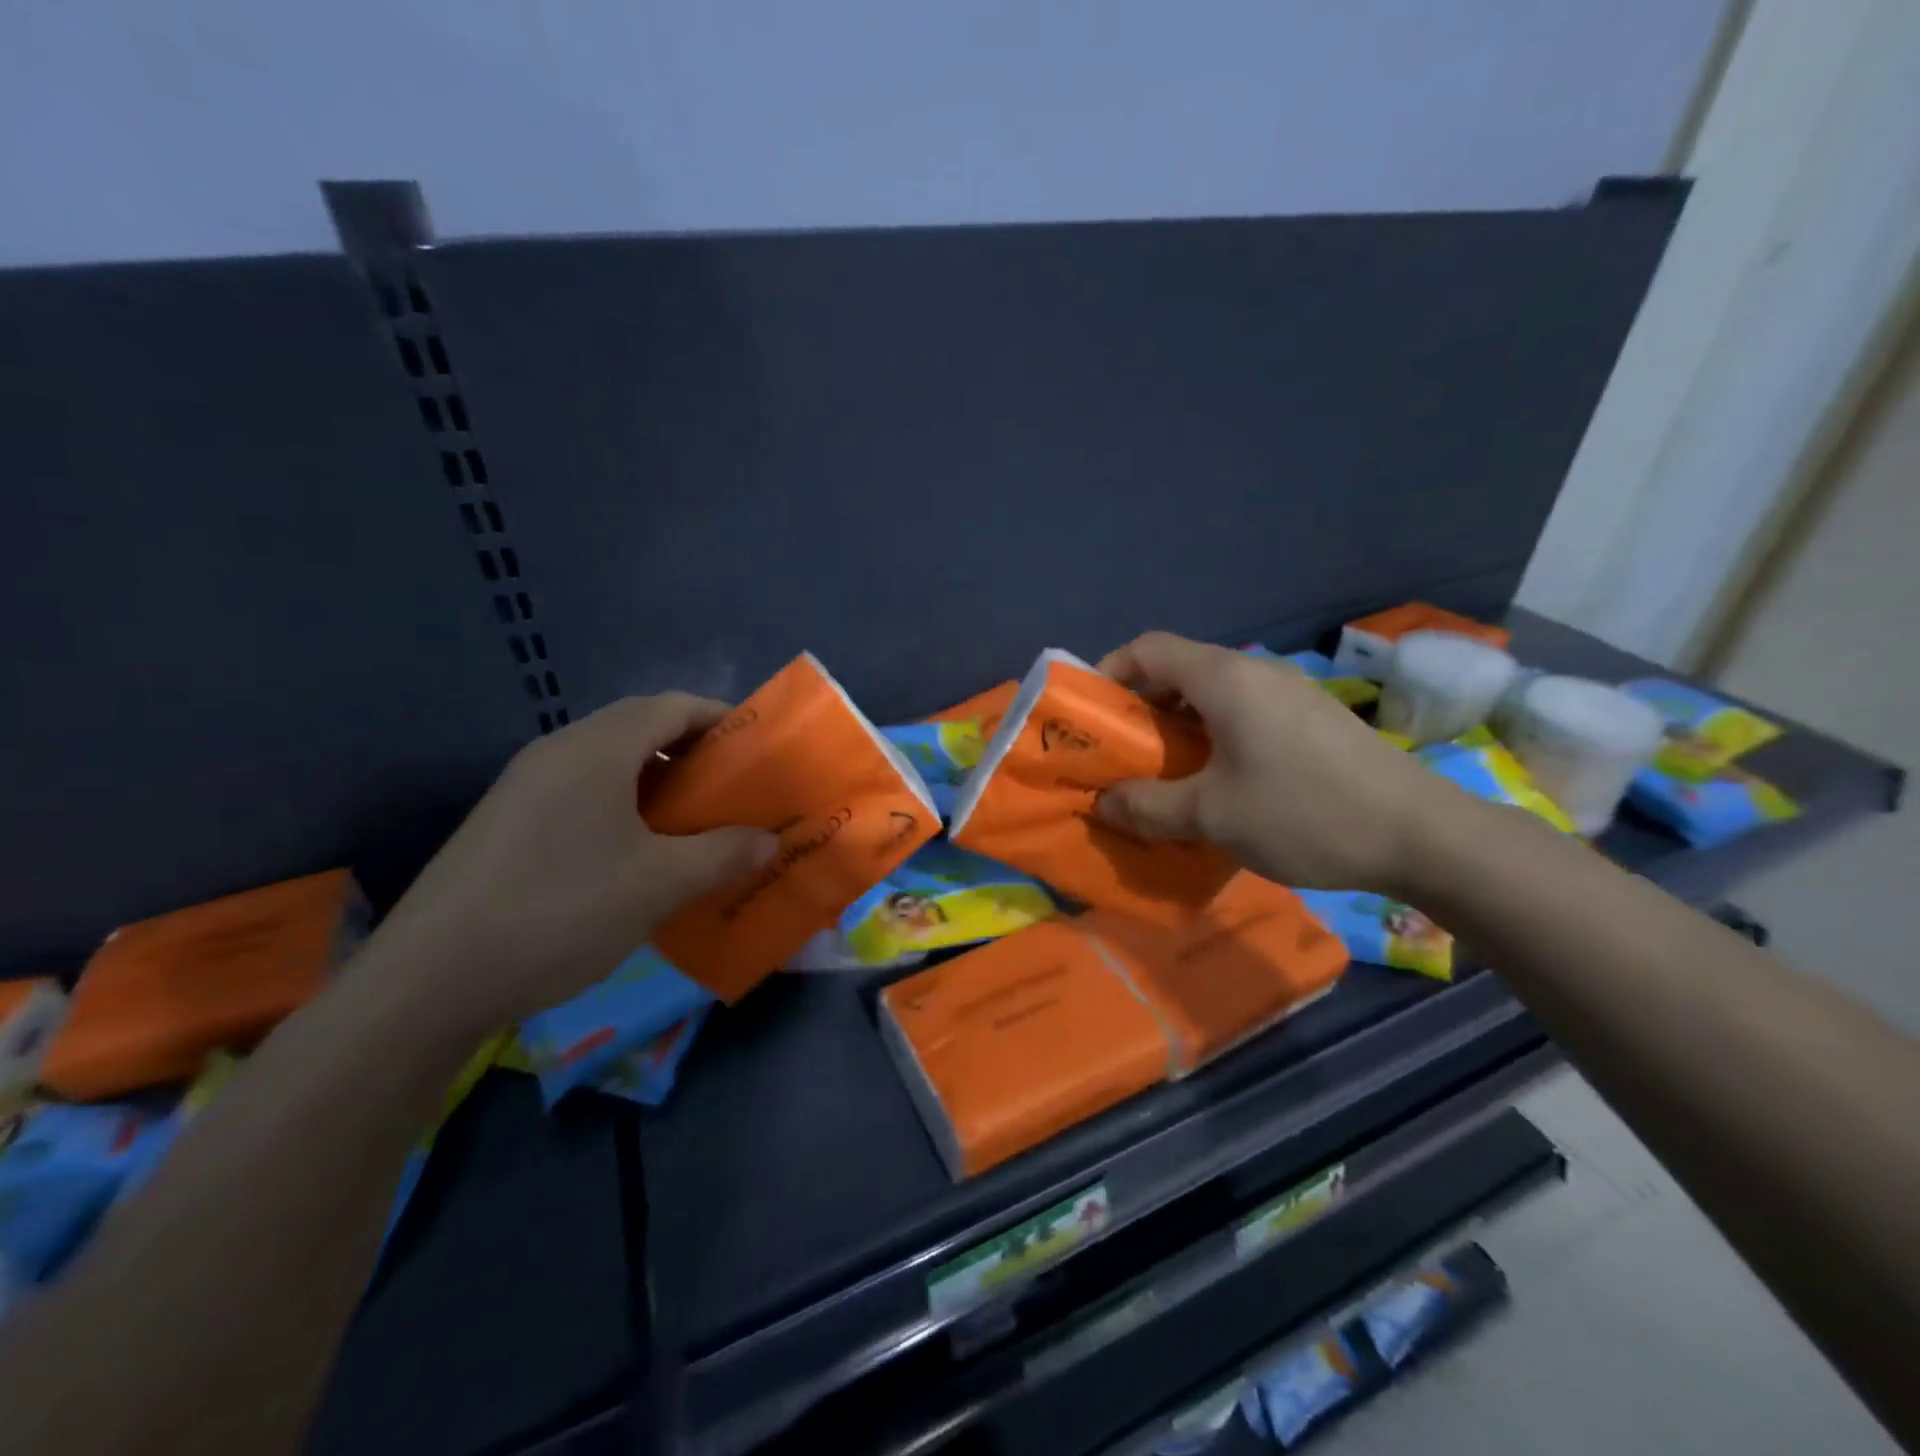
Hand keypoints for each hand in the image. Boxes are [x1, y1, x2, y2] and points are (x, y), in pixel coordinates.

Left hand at [364, 694, 777, 1033]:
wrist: (429, 982)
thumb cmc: (561, 912)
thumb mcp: (660, 884)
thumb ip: (724, 854)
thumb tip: (769, 841)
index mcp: (596, 749)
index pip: (672, 706)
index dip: (721, 718)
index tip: (758, 748)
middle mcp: (558, 752)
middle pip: (639, 727)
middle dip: (692, 749)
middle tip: (732, 787)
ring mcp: (525, 786)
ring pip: (609, 761)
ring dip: (658, 779)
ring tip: (693, 820)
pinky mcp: (507, 822)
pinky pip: (582, 791)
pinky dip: (624, 803)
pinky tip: (638, 851)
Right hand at [1095, 632, 1456, 893]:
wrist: (1423, 835)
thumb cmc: (1305, 812)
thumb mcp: (1213, 816)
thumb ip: (1148, 806)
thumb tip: (1104, 803)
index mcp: (1224, 678)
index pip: (1148, 648)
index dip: (1109, 673)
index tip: (1090, 716)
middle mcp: (1255, 672)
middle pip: (1177, 670)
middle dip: (1139, 709)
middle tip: (1121, 754)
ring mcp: (1289, 694)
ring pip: (1211, 695)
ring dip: (1176, 727)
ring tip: (1163, 773)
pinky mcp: (1311, 720)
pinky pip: (1242, 714)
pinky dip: (1211, 737)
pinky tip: (1218, 782)